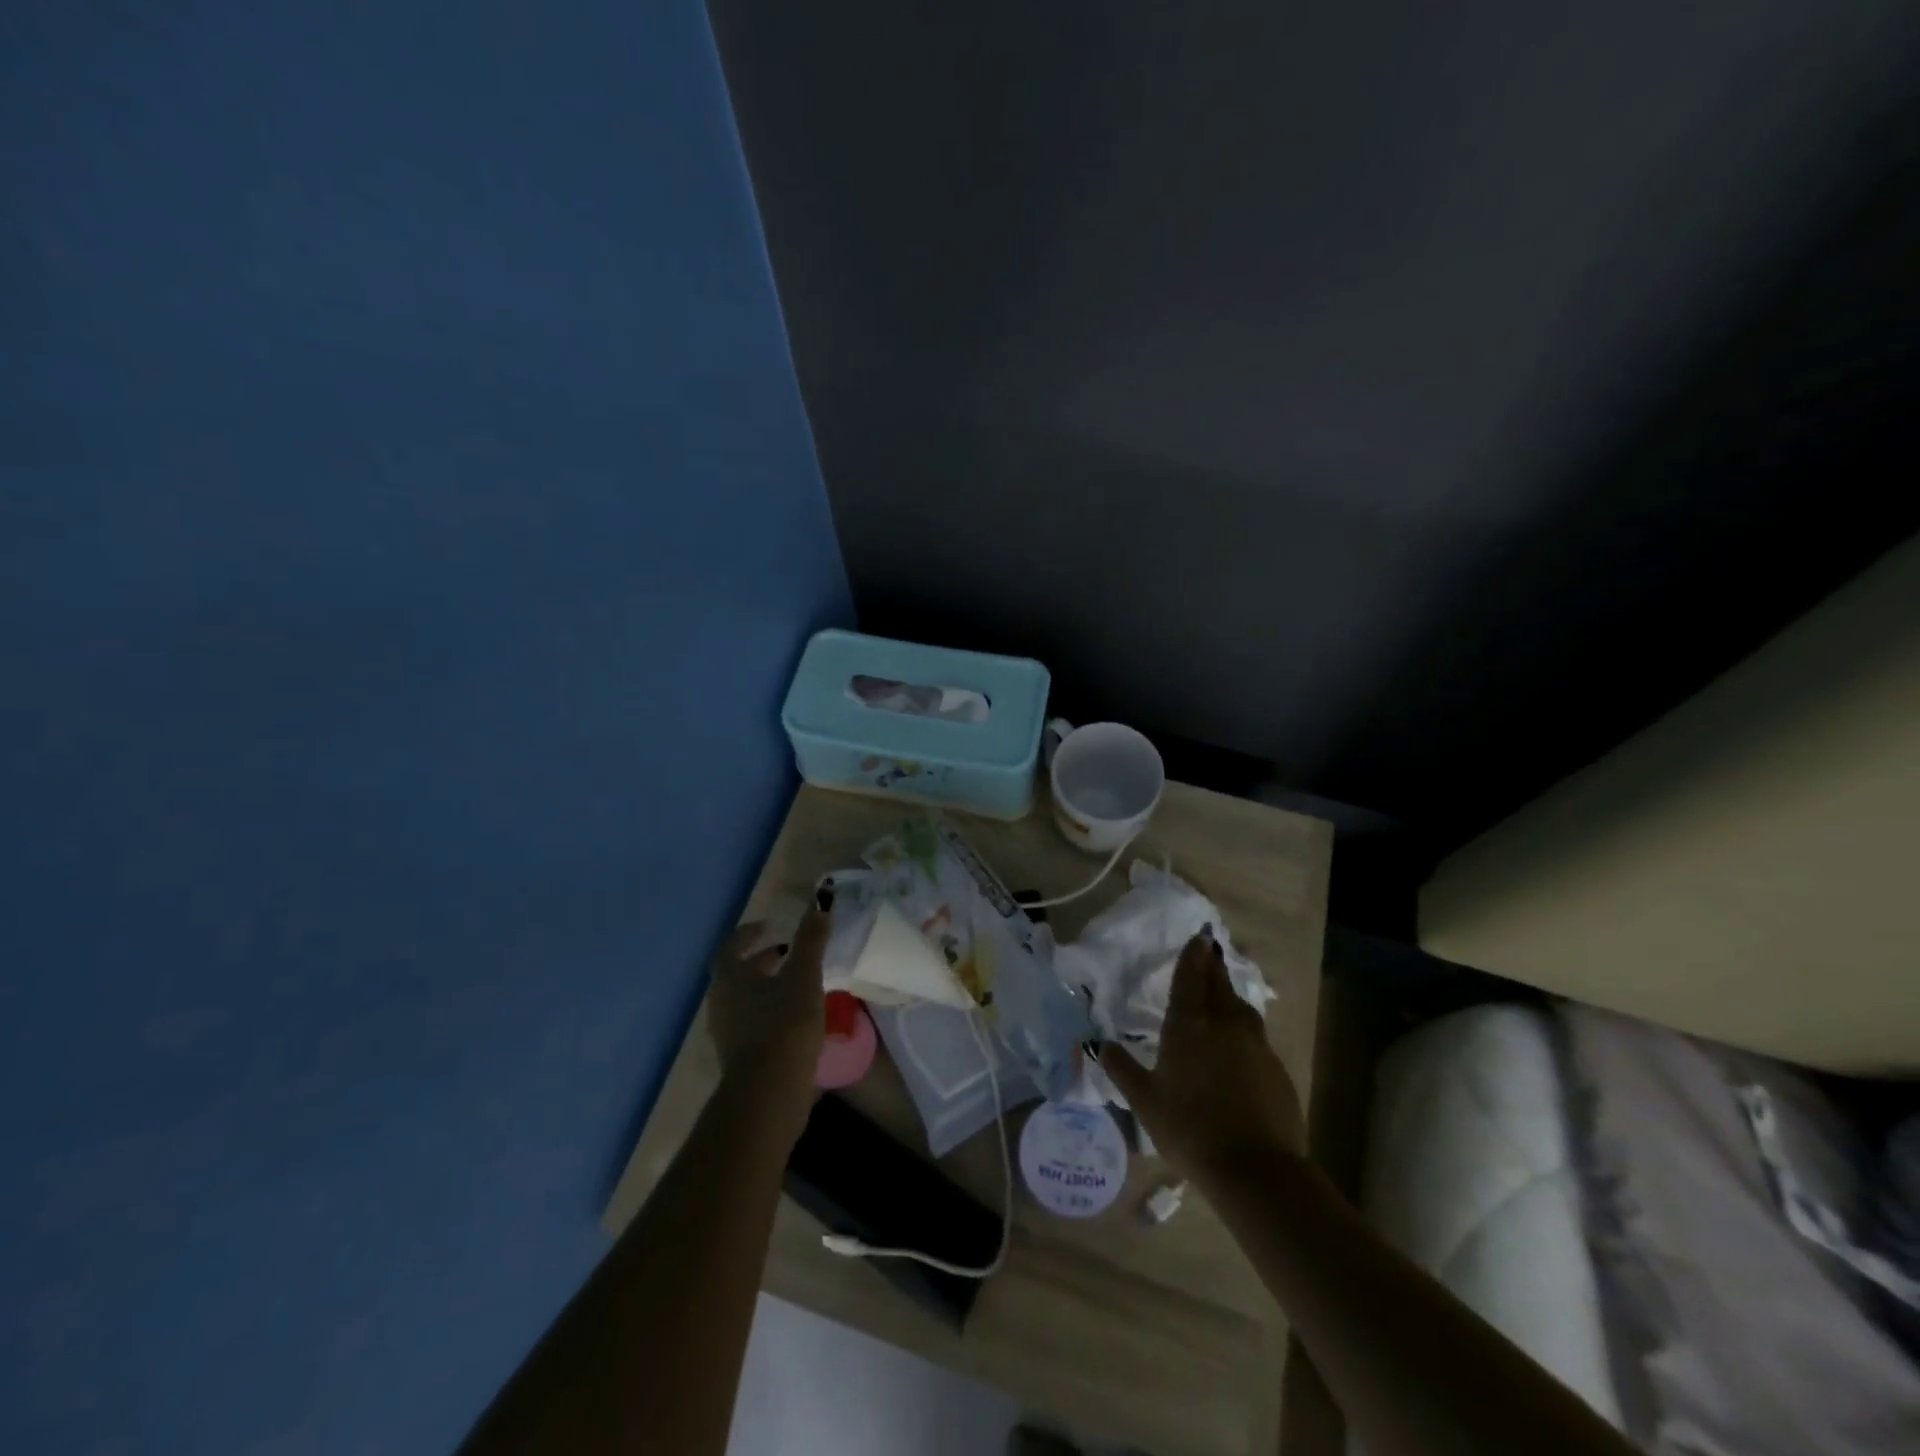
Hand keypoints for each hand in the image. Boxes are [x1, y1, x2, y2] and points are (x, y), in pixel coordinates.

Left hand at [708, 884, 832, 1112]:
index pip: (732, 946)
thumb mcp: (804, 975)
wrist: (769, 1093)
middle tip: (786, 952)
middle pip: (736, 973)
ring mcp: (727, 1033)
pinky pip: (751, 1023)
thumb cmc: (783, 1024)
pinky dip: (769, 1011)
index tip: (768, 926)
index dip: (748, 934)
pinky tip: (795, 1017)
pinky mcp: (740, 1058)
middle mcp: (721, 1002)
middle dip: (760, 960)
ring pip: (744, 999)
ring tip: (795, 983)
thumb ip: (811, 939)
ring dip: (766, 986)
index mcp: (730, 977)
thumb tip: (821, 901)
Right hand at [1100, 926, 1304, 1182]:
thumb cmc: (1190, 1129)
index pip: (1190, 978)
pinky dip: (1244, 1027)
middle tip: (1210, 949)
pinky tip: (1239, 1043)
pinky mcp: (1275, 1067)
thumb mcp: (1145, 1101)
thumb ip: (1122, 1069)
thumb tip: (1100, 1045)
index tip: (1199, 936)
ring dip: (1229, 993)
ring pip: (1240, 1007)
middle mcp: (1223, 1023)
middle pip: (1218, 984)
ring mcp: (1255, 1044)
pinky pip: (1255, 1035)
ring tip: (1222, 992)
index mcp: (1188, 1024)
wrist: (1256, 1168)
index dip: (1193, 956)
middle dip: (1212, 965)